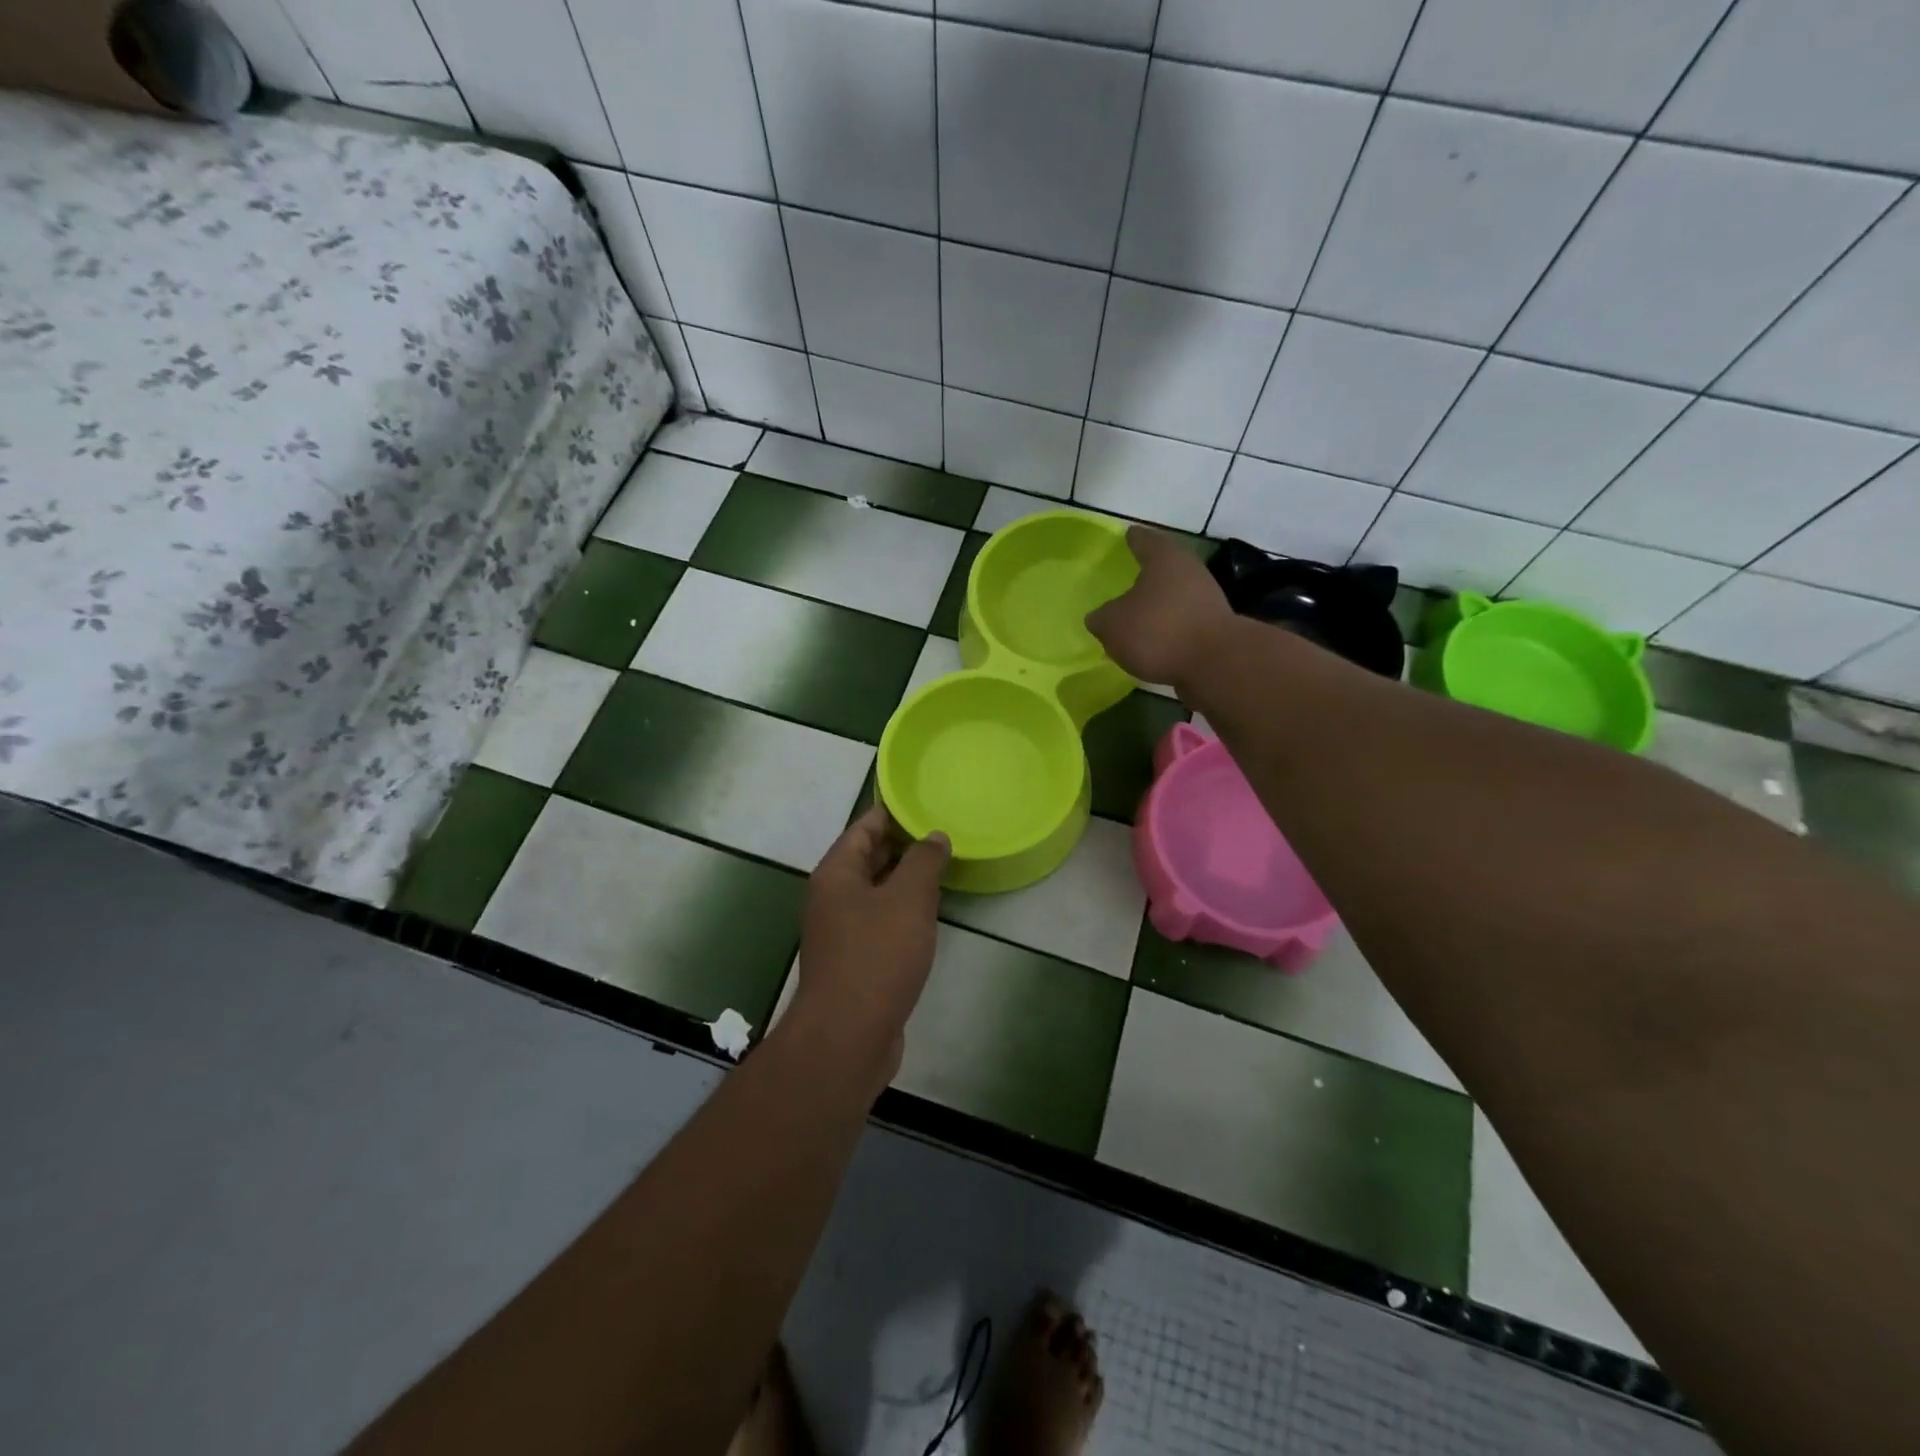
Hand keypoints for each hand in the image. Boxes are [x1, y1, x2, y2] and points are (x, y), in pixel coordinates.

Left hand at [790, 805, 949, 1084]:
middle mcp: (832, 897)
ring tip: (943, 867)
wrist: (847, 1036)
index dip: (893, 813)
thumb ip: (923, 861)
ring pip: (875, 892)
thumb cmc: (877, 956)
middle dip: (902, 845)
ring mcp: (841, 931)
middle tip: (942, 833)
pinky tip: (928, 914)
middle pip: (867, 858)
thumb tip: (934, 836)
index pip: (864, 827)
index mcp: (836, 873)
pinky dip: (902, 911)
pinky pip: (879, 921)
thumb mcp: (908, 899)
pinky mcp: (854, 960)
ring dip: (904, 880)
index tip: (925, 803)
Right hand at [1086, 526, 1235, 693]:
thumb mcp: (1113, 625)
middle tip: (1128, 580)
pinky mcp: (1214, 628)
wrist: (1215, 663)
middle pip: (1165, 567)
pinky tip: (1155, 643)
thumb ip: (1101, 618)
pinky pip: (1184, 622)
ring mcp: (1206, 599)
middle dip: (1147, 574)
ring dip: (1159, 604)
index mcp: (1164, 559)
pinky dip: (1170, 628)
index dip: (1133, 539)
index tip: (1127, 536)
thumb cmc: (1158, 631)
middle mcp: (1189, 571)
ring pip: (1176, 595)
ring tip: (1137, 618)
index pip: (1144, 540)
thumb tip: (1099, 617)